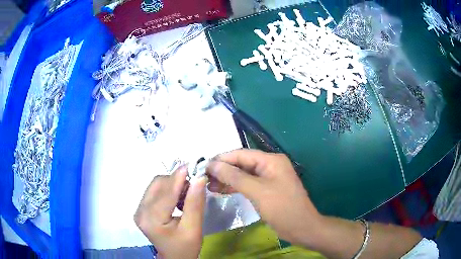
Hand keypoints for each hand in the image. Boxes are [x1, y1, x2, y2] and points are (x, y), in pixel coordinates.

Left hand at [134, 166, 206, 258]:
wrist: (174, 257)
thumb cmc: (185, 247)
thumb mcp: (194, 229)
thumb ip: (195, 203)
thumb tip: (199, 178)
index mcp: (152, 219)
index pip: (166, 193)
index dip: (179, 177)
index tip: (194, 165)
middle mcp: (140, 211)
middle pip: (158, 184)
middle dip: (177, 180)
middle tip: (194, 186)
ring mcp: (139, 209)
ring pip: (156, 185)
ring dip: (173, 184)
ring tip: (187, 195)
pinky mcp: (142, 209)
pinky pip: (155, 191)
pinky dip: (168, 189)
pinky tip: (178, 199)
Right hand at [206, 149, 321, 244]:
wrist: (301, 228)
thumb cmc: (282, 208)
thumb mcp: (257, 191)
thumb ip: (234, 176)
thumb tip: (212, 164)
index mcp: (271, 160)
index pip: (241, 154)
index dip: (221, 159)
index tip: (203, 166)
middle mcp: (269, 166)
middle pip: (241, 164)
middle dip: (223, 170)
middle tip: (204, 178)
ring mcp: (268, 178)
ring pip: (243, 175)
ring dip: (226, 179)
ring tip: (208, 185)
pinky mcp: (266, 190)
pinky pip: (247, 185)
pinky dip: (234, 187)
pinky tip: (220, 190)